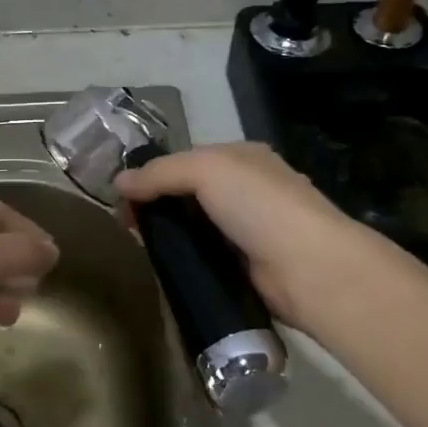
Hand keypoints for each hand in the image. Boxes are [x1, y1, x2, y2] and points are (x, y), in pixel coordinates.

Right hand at [114, 143, 383, 329]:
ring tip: (139, 248)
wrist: (309, 267)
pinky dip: (185, 260)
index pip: (186, 160)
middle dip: (156, 206)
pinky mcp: (246, 267)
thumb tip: (118, 181)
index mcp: (242, 158)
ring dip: (168, 236)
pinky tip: (164, 268)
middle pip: (188, 194)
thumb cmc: (259, 206)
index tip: (122, 197)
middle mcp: (247, 189)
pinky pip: (205, 257)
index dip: (152, 174)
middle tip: (126, 226)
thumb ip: (161, 172)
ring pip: (194, 227)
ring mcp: (248, 230)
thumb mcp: (206, 171)